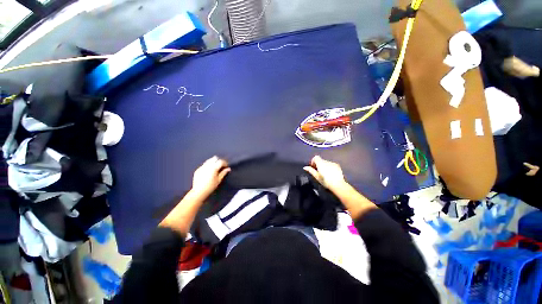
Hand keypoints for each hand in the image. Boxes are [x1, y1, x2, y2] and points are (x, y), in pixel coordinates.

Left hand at [191, 156, 230, 197]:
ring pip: (209, 160)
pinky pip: (204, 165)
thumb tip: (228, 169)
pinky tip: (208, 171)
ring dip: (213, 162)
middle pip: (214, 158)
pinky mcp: (198, 170)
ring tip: (215, 167)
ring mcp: (202, 167)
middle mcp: (207, 166)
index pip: (221, 161)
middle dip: (218, 161)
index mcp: (213, 168)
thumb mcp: (219, 180)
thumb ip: (223, 173)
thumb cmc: (211, 186)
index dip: (225, 163)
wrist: (199, 192)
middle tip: (221, 166)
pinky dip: (207, 166)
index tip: (226, 166)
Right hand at [303, 156, 346, 190]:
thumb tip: (305, 167)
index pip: (316, 157)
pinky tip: (330, 174)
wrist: (338, 185)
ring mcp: (333, 163)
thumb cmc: (325, 181)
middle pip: (321, 160)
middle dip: (319, 164)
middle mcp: (327, 161)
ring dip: (324, 166)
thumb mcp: (317, 177)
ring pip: (326, 163)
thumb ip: (311, 170)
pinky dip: (329, 167)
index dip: (313, 161)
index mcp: (321, 163)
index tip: (313, 167)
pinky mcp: (337, 166)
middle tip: (318, 172)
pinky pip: (331, 165)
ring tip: (325, 174)